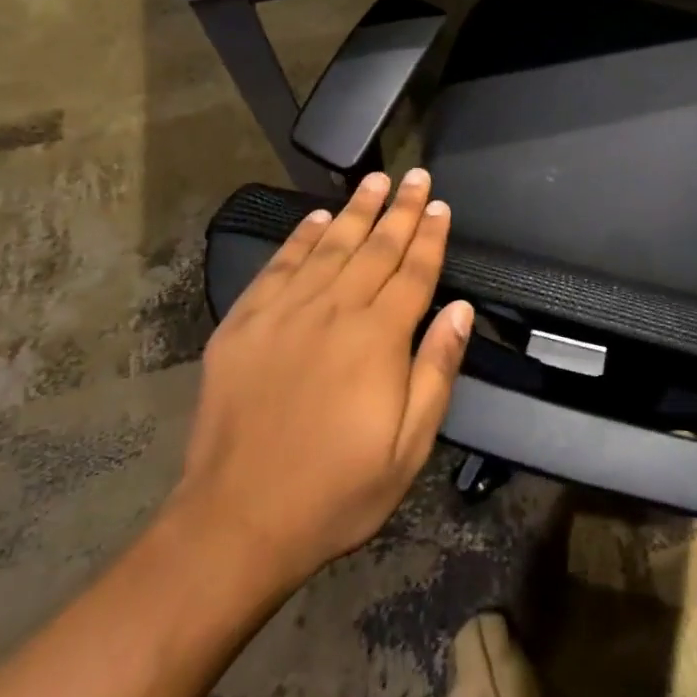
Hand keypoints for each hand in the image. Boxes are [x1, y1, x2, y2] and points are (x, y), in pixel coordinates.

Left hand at [166, 169, 472, 595]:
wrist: (236, 521)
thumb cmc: (336, 491)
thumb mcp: (408, 447)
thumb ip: (436, 370)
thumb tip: (459, 308)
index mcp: (378, 338)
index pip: (414, 272)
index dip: (430, 236)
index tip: (439, 204)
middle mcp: (334, 311)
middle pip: (376, 247)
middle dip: (400, 209)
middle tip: (415, 175)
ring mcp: (285, 313)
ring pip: (329, 246)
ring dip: (355, 210)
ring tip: (374, 180)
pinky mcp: (244, 324)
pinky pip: (279, 267)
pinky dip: (300, 239)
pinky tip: (315, 218)